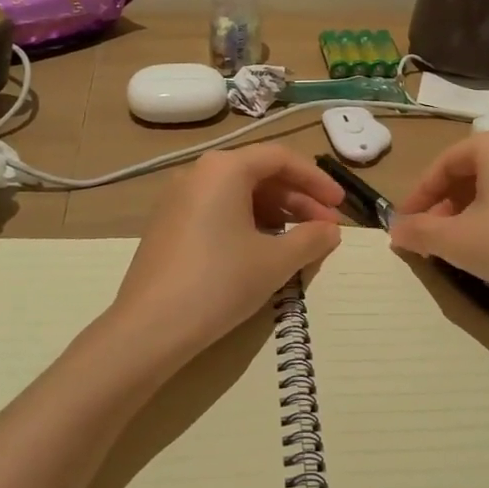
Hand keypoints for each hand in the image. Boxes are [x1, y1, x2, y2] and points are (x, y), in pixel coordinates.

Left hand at [106, 145, 343, 360]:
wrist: (149, 328)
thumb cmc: (219, 283)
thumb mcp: (274, 261)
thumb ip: (310, 239)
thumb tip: (330, 230)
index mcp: (224, 168)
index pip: (281, 158)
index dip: (316, 180)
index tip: (339, 205)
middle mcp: (198, 173)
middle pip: (259, 174)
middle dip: (298, 199)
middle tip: (326, 228)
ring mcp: (178, 198)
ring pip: (238, 193)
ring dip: (275, 212)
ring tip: (299, 242)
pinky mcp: (167, 224)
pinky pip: (217, 209)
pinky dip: (247, 221)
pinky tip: (263, 249)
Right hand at [388, 125, 488, 328]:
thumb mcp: (459, 242)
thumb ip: (420, 233)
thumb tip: (396, 230)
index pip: (442, 165)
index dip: (418, 197)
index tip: (405, 226)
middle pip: (472, 171)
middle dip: (447, 205)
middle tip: (434, 237)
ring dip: (475, 210)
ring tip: (466, 244)